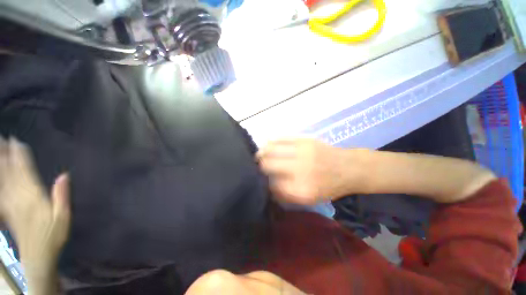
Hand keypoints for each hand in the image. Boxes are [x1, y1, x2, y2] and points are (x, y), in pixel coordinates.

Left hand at [0, 138, 69, 274]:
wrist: (38, 256)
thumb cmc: (53, 235)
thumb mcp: (63, 217)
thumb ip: (62, 196)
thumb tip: (65, 175)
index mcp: (33, 198)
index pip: (24, 172)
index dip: (20, 156)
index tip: (17, 141)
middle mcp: (18, 198)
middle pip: (9, 173)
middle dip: (5, 155)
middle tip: (3, 139)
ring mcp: (10, 204)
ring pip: (2, 180)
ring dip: (0, 164)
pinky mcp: (6, 210)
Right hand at [257, 138, 366, 204]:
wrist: (348, 168)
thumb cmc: (329, 186)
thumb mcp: (310, 199)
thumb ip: (287, 195)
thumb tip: (268, 187)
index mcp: (302, 189)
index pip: (272, 185)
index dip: (264, 183)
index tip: (262, 181)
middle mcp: (300, 169)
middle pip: (268, 165)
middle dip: (259, 167)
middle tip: (256, 167)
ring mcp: (302, 151)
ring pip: (271, 149)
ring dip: (261, 153)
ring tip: (259, 155)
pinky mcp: (304, 139)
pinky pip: (281, 138)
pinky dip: (271, 142)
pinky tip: (268, 145)